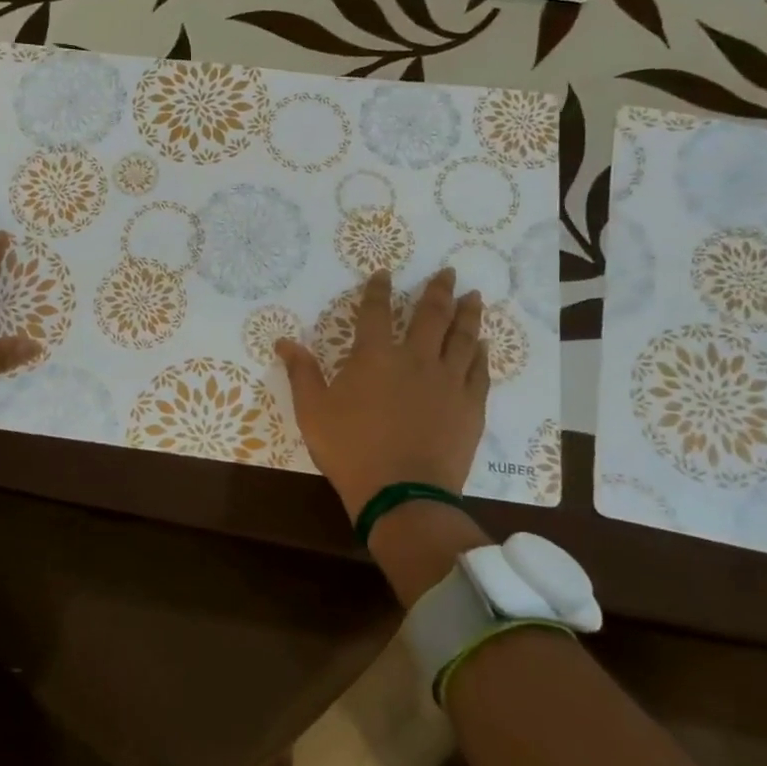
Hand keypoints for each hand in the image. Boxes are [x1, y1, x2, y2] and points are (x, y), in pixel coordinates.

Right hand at [276, 268, 487, 518]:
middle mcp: (416, 359)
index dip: (378, 290)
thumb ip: (302, 373)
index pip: (376, 312)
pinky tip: (482, 345)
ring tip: (474, 297)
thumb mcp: (313, 412)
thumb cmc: (351, 451)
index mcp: (375, 357)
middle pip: (431, 315)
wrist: (402, 493)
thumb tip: (284, 341)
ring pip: (462, 337)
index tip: (385, 273)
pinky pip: (478, 371)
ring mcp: (448, 381)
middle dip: (438, 290)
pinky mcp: (469, 405)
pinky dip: (480, 354)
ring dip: (467, 314)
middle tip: (449, 272)